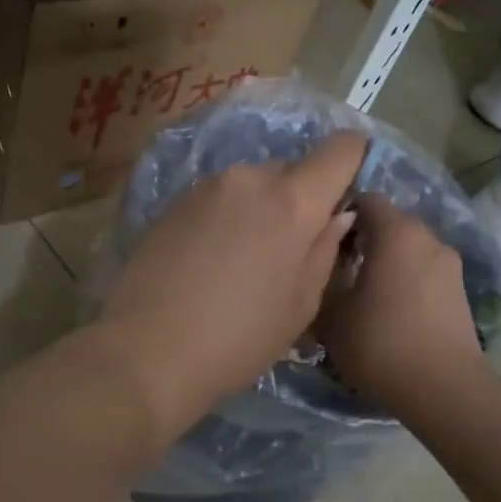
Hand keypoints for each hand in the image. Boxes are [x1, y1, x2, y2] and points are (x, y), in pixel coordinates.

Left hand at [99, 131, 368, 436]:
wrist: (146, 351)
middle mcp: (249, 178)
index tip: (349, 191)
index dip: (354, 159)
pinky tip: (212, 260)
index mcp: (291, 201)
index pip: (340, 149)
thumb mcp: (300, 305)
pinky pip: (219, 197)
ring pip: (252, 185)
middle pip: (292, 170)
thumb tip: (337, 214)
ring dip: (261, 209)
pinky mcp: (173, 202)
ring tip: (246, 261)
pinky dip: (228, 217)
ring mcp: (206, 186)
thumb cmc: (238, 339)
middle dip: (302, 198)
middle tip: (292, 248)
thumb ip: (325, 249)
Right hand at [317, 195, 481, 412]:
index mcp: (396, 232)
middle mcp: (427, 237)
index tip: (319, 240)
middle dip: (359, 238)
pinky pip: (421, 270)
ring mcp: (448, 263)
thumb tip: (316, 261)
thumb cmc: (380, 343)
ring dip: (382, 260)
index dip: (338, 213)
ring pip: (405, 248)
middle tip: (333, 269)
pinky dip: (402, 279)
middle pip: (387, 222)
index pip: (364, 198)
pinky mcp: (458, 290)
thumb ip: (320, 275)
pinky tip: (386, 311)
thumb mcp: (331, 312)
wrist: (444, 390)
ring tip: (359, 294)